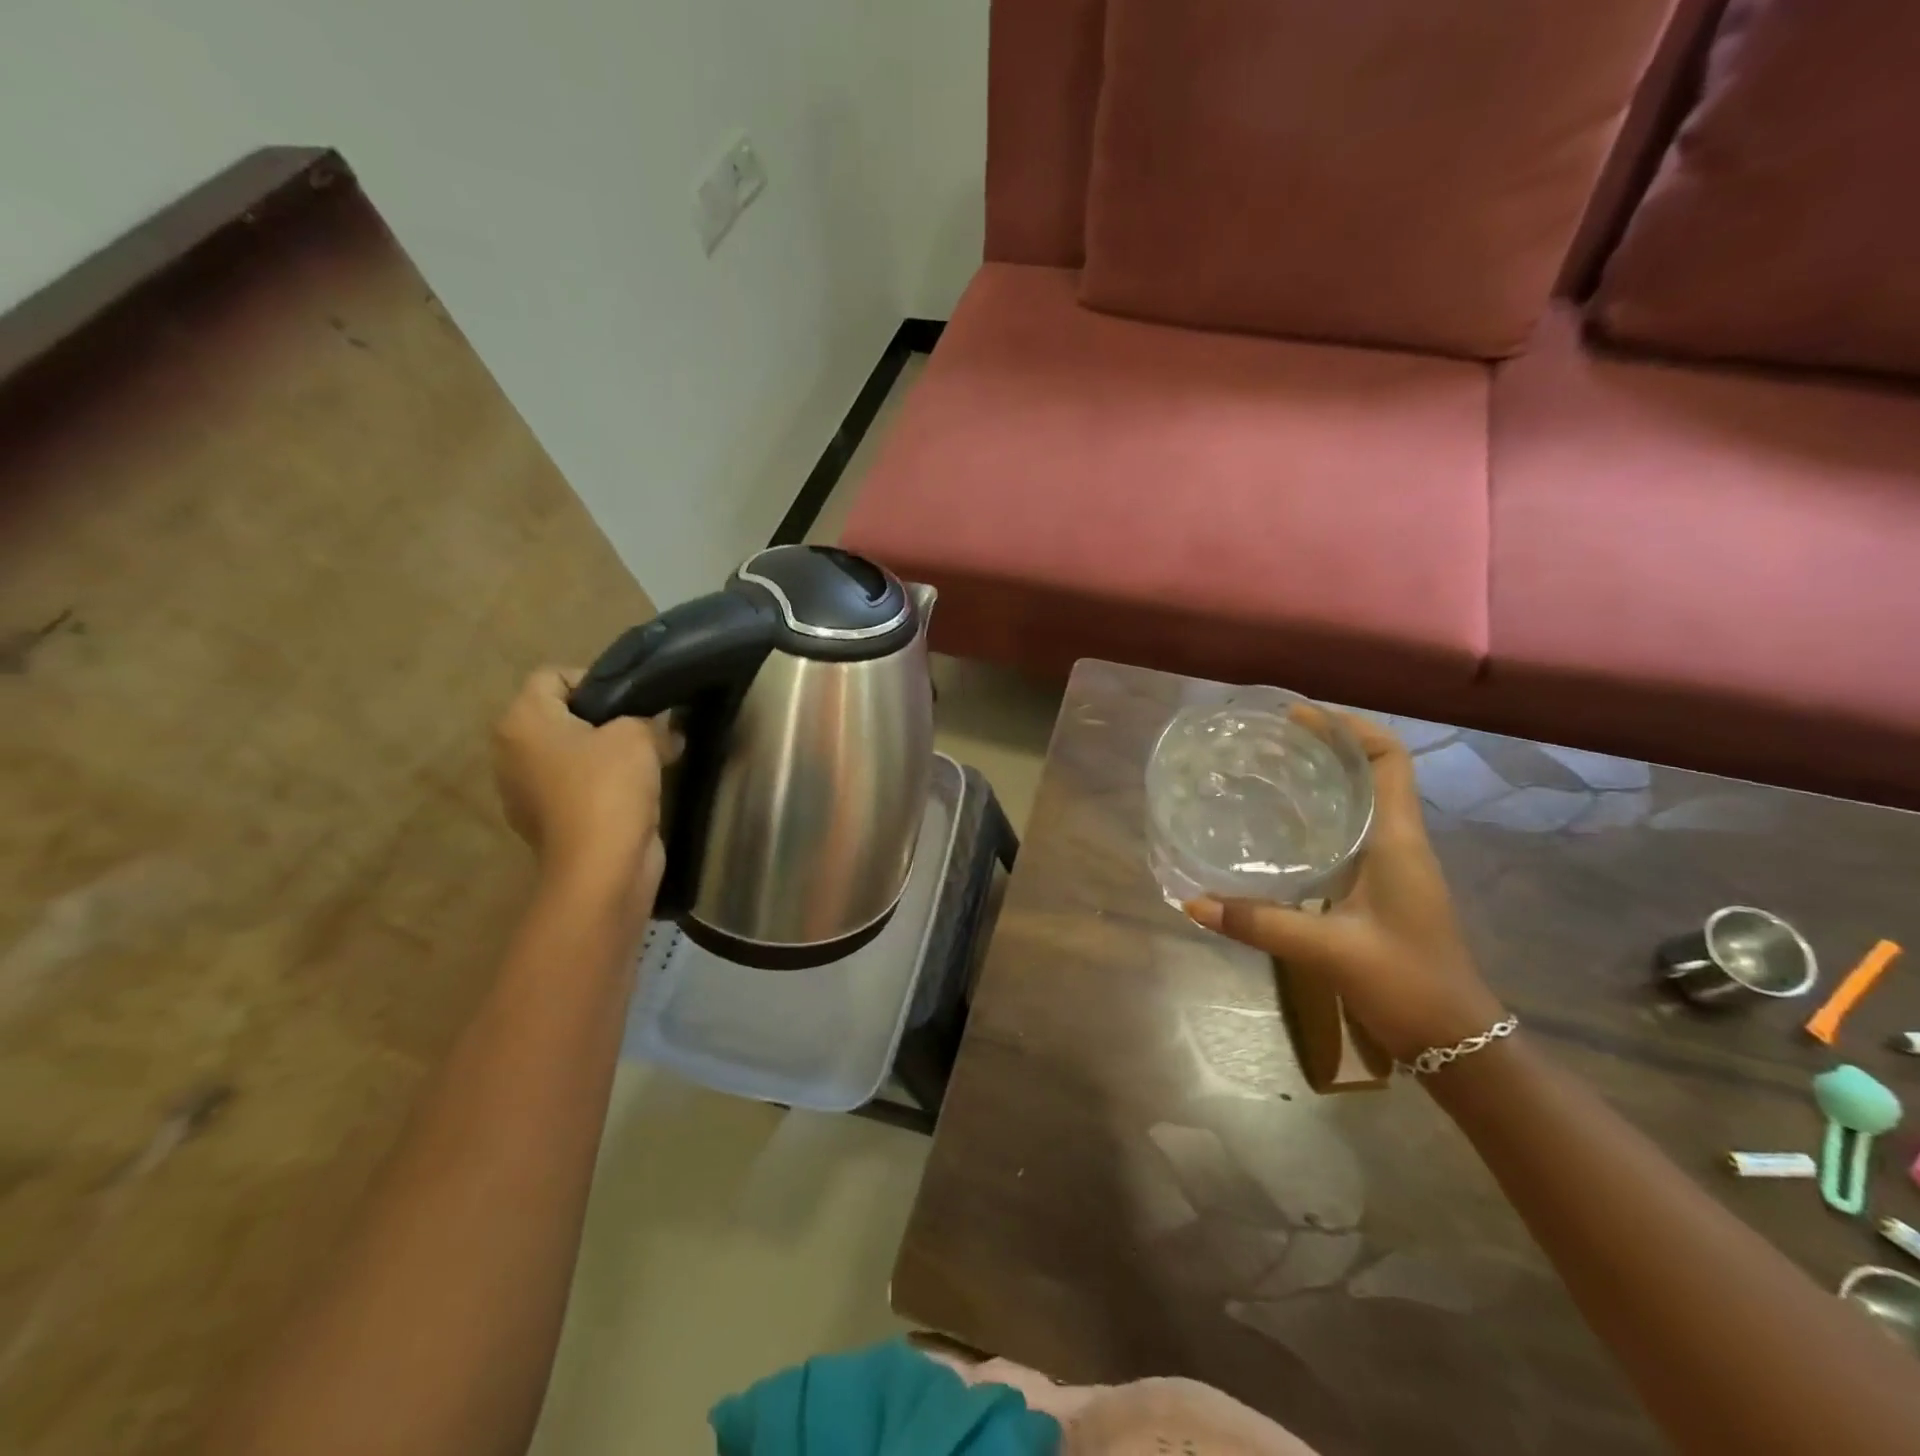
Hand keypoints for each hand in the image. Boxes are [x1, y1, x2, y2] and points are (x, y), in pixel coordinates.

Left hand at [492, 667, 673, 921]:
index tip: (633, 702)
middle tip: (644, 730)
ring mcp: (523, 791)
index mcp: (521, 721)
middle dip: (602, 720)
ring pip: (569, 754)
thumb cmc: (610, 788)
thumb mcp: (638, 735)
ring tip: (646, 763)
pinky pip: (574, 788)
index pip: (553, 676)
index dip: (596, 680)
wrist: (602, 868)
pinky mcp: (545, 822)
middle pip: (560, 716)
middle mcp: (510, 752)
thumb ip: (646, 718)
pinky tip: (634, 795)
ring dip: (604, 755)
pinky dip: (600, 786)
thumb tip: (658, 727)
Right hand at [1185, 713, 1504, 1062]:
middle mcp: (1400, 843)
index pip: (1389, 759)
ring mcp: (1394, 867)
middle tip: (1269, 741)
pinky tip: (1280, 832)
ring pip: (1361, 802)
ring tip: (1268, 773)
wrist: (1457, 1041)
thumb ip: (1260, 923)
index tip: (1300, 716)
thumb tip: (1193, 903)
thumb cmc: (1406, 983)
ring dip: (1323, 780)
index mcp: (1399, 841)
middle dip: (1326, 747)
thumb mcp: (1328, 950)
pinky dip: (1320, 818)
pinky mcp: (1382, 890)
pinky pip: (1351, 834)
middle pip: (1372, 772)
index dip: (1350, 727)